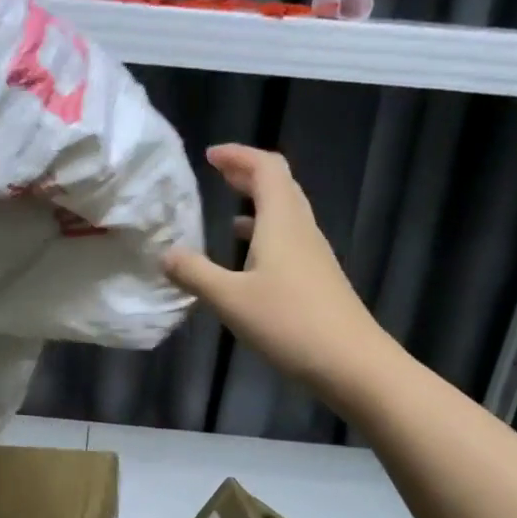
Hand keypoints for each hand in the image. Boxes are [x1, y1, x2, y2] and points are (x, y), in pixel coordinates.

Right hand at [163, 144, 385, 392]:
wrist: (351, 362)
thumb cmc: (289, 323)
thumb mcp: (230, 299)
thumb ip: (195, 274)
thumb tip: (166, 253)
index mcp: (282, 222)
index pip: (265, 168)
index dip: (239, 155)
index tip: (210, 156)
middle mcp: (301, 229)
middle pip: (279, 185)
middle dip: (248, 174)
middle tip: (219, 173)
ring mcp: (313, 255)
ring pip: (286, 213)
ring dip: (258, 204)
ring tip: (229, 210)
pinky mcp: (317, 278)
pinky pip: (289, 240)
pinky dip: (266, 234)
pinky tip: (250, 258)